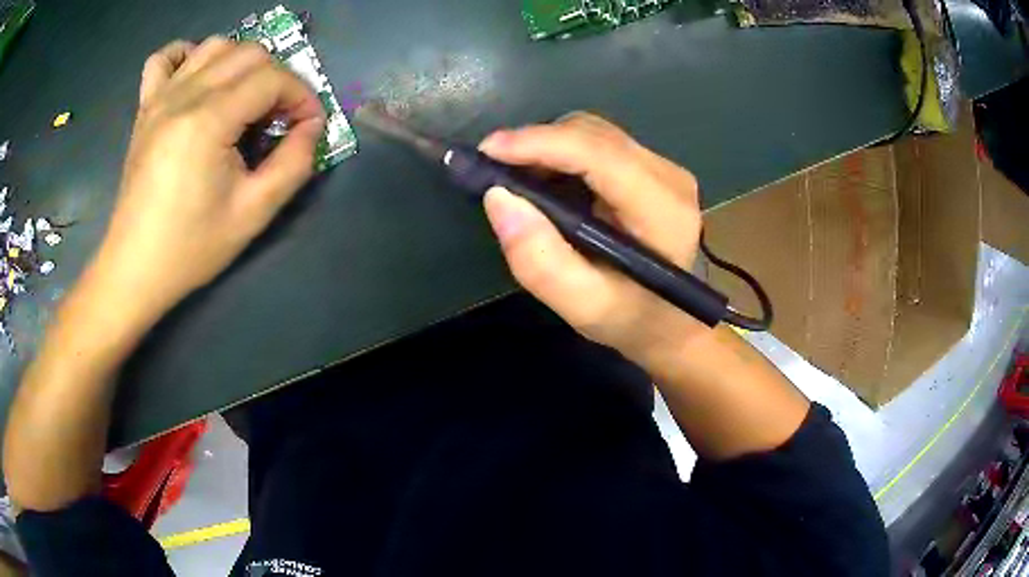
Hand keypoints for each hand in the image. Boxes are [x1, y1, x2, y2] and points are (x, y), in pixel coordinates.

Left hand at [88, 37, 324, 325]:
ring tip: (244, 98)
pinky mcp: (145, 108)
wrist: (134, 268)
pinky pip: (164, 58)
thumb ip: (294, 164)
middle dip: (277, 78)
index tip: (308, 125)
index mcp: (209, 121)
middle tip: (279, 116)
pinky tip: (197, 77)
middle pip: (248, 54)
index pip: (272, 78)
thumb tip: (312, 126)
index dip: (301, 95)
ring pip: (214, 46)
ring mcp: (160, 98)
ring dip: (240, 62)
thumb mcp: (253, 214)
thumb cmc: (190, 247)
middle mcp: (184, 96)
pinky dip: (186, 55)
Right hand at [479, 112, 706, 359]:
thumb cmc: (631, 319)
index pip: (599, 154)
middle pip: (593, 134)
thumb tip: (498, 197)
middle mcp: (669, 177)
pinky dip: (562, 154)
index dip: (540, 143)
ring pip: (593, 133)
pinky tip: (546, 181)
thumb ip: (540, 261)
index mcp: (662, 210)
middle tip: (493, 172)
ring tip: (517, 180)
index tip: (487, 151)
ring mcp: (663, 168)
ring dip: (547, 148)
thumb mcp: (582, 307)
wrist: (669, 322)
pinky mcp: (652, 167)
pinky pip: (598, 143)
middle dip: (537, 144)